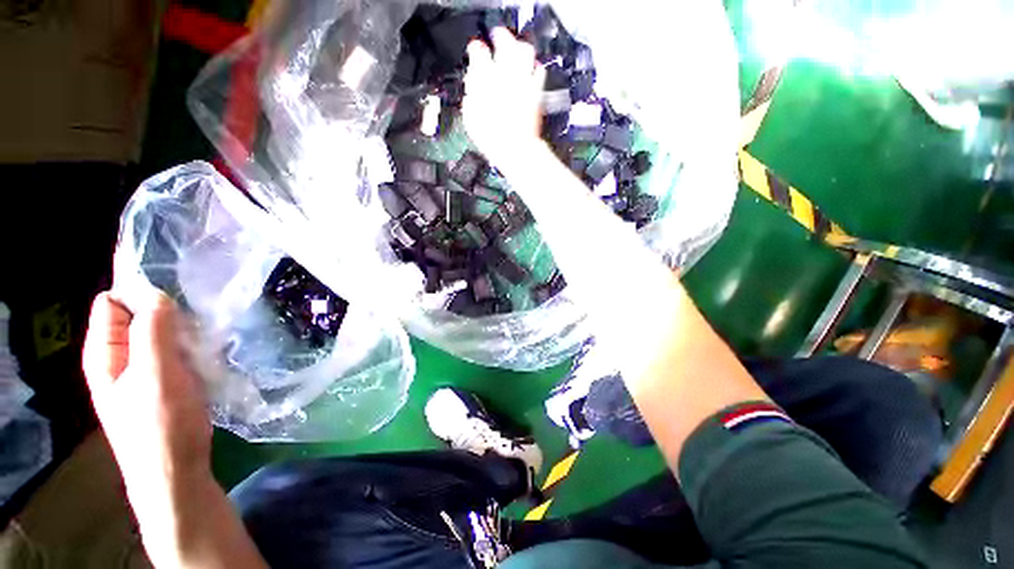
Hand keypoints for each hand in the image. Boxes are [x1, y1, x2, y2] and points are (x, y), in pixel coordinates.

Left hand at [83, 292, 211, 497]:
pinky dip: (189, 345)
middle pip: (138, 315)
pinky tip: (207, 351)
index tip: (178, 294)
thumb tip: (158, 294)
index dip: (141, 292)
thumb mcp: (156, 375)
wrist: (176, 472)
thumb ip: (152, 332)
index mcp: (105, 352)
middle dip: (166, 310)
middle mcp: (118, 358)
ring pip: (159, 333)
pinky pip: (173, 350)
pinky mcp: (163, 381)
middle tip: (198, 317)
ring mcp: (141, 371)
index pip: (113, 302)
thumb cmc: (161, 425)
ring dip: (182, 330)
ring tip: (207, 333)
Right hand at [463, 28, 546, 172]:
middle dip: (500, 37)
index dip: (476, 49)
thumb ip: (471, 97)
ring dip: (519, 47)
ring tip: (516, 50)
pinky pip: (539, 70)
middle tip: (497, 38)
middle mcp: (507, 75)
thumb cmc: (492, 138)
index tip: (474, 50)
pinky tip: (531, 70)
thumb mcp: (471, 119)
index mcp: (486, 79)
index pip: (479, 52)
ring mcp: (524, 82)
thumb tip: (472, 88)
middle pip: (505, 42)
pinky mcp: (537, 92)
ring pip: (525, 51)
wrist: (516, 150)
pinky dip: (535, 67)